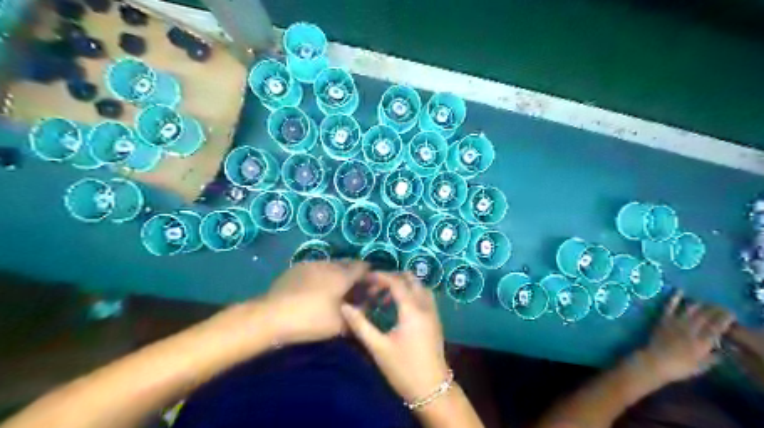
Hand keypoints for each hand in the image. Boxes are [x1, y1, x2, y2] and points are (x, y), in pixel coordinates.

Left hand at [264, 262, 368, 343]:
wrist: (272, 315)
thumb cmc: (311, 319)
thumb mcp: (340, 324)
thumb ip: (358, 316)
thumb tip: (367, 309)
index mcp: (343, 275)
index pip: (364, 267)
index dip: (370, 275)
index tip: (371, 286)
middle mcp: (330, 264)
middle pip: (348, 263)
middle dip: (354, 273)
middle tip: (354, 288)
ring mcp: (312, 263)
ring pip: (331, 265)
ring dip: (337, 273)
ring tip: (335, 289)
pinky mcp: (297, 268)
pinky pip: (316, 268)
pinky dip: (322, 275)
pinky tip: (315, 289)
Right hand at [340, 273, 449, 402]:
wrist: (432, 390)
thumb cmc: (403, 369)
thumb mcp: (378, 348)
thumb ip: (360, 325)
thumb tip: (345, 307)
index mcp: (412, 310)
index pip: (397, 282)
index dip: (380, 276)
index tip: (365, 278)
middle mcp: (426, 306)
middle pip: (411, 279)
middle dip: (393, 278)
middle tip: (375, 287)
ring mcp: (433, 312)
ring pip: (420, 286)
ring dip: (403, 285)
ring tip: (385, 297)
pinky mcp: (436, 320)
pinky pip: (424, 296)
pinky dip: (411, 293)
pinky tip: (398, 307)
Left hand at [640, 291, 732, 383]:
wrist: (654, 362)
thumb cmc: (679, 367)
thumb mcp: (701, 367)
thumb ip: (712, 358)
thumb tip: (721, 350)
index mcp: (703, 343)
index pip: (717, 327)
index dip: (725, 319)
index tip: (731, 314)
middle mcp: (691, 330)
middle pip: (706, 316)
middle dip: (715, 310)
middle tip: (720, 307)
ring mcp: (676, 323)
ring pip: (691, 310)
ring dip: (700, 304)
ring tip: (706, 302)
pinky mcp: (663, 320)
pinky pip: (670, 306)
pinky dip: (675, 298)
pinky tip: (680, 290)